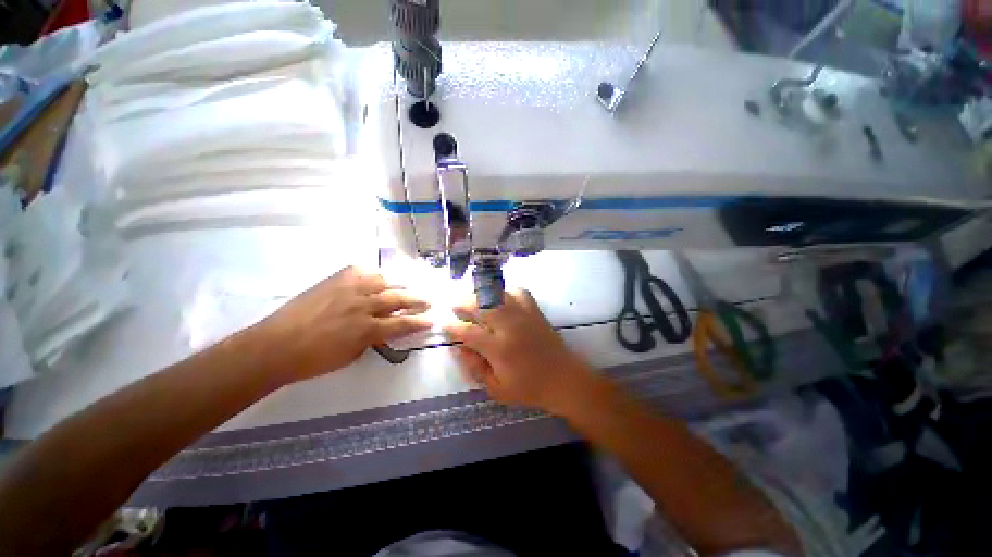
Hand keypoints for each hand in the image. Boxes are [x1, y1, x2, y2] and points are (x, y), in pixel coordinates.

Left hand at [258, 266, 430, 383]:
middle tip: (428, 301)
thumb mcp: (351, 355)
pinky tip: (375, 279)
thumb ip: (373, 340)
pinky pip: (361, 271)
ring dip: (396, 286)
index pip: (403, 324)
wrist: (275, 345)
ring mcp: (349, 289)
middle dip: (417, 301)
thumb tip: (384, 330)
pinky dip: (372, 275)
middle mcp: (363, 306)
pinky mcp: (335, 280)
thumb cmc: (314, 359)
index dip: (419, 323)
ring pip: (383, 281)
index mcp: (367, 329)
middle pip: (398, 299)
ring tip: (402, 289)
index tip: (431, 321)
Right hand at [444, 289, 596, 414]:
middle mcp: (509, 326)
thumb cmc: (529, 388)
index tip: (443, 323)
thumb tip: (457, 348)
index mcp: (499, 349)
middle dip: (463, 304)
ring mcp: (523, 315)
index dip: (452, 326)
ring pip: (497, 295)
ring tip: (472, 299)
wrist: (563, 379)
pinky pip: (518, 292)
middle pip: (480, 306)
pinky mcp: (535, 311)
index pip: (468, 332)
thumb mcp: (496, 389)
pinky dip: (506, 291)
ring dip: (481, 295)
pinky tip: (500, 297)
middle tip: (454, 306)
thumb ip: (475, 368)